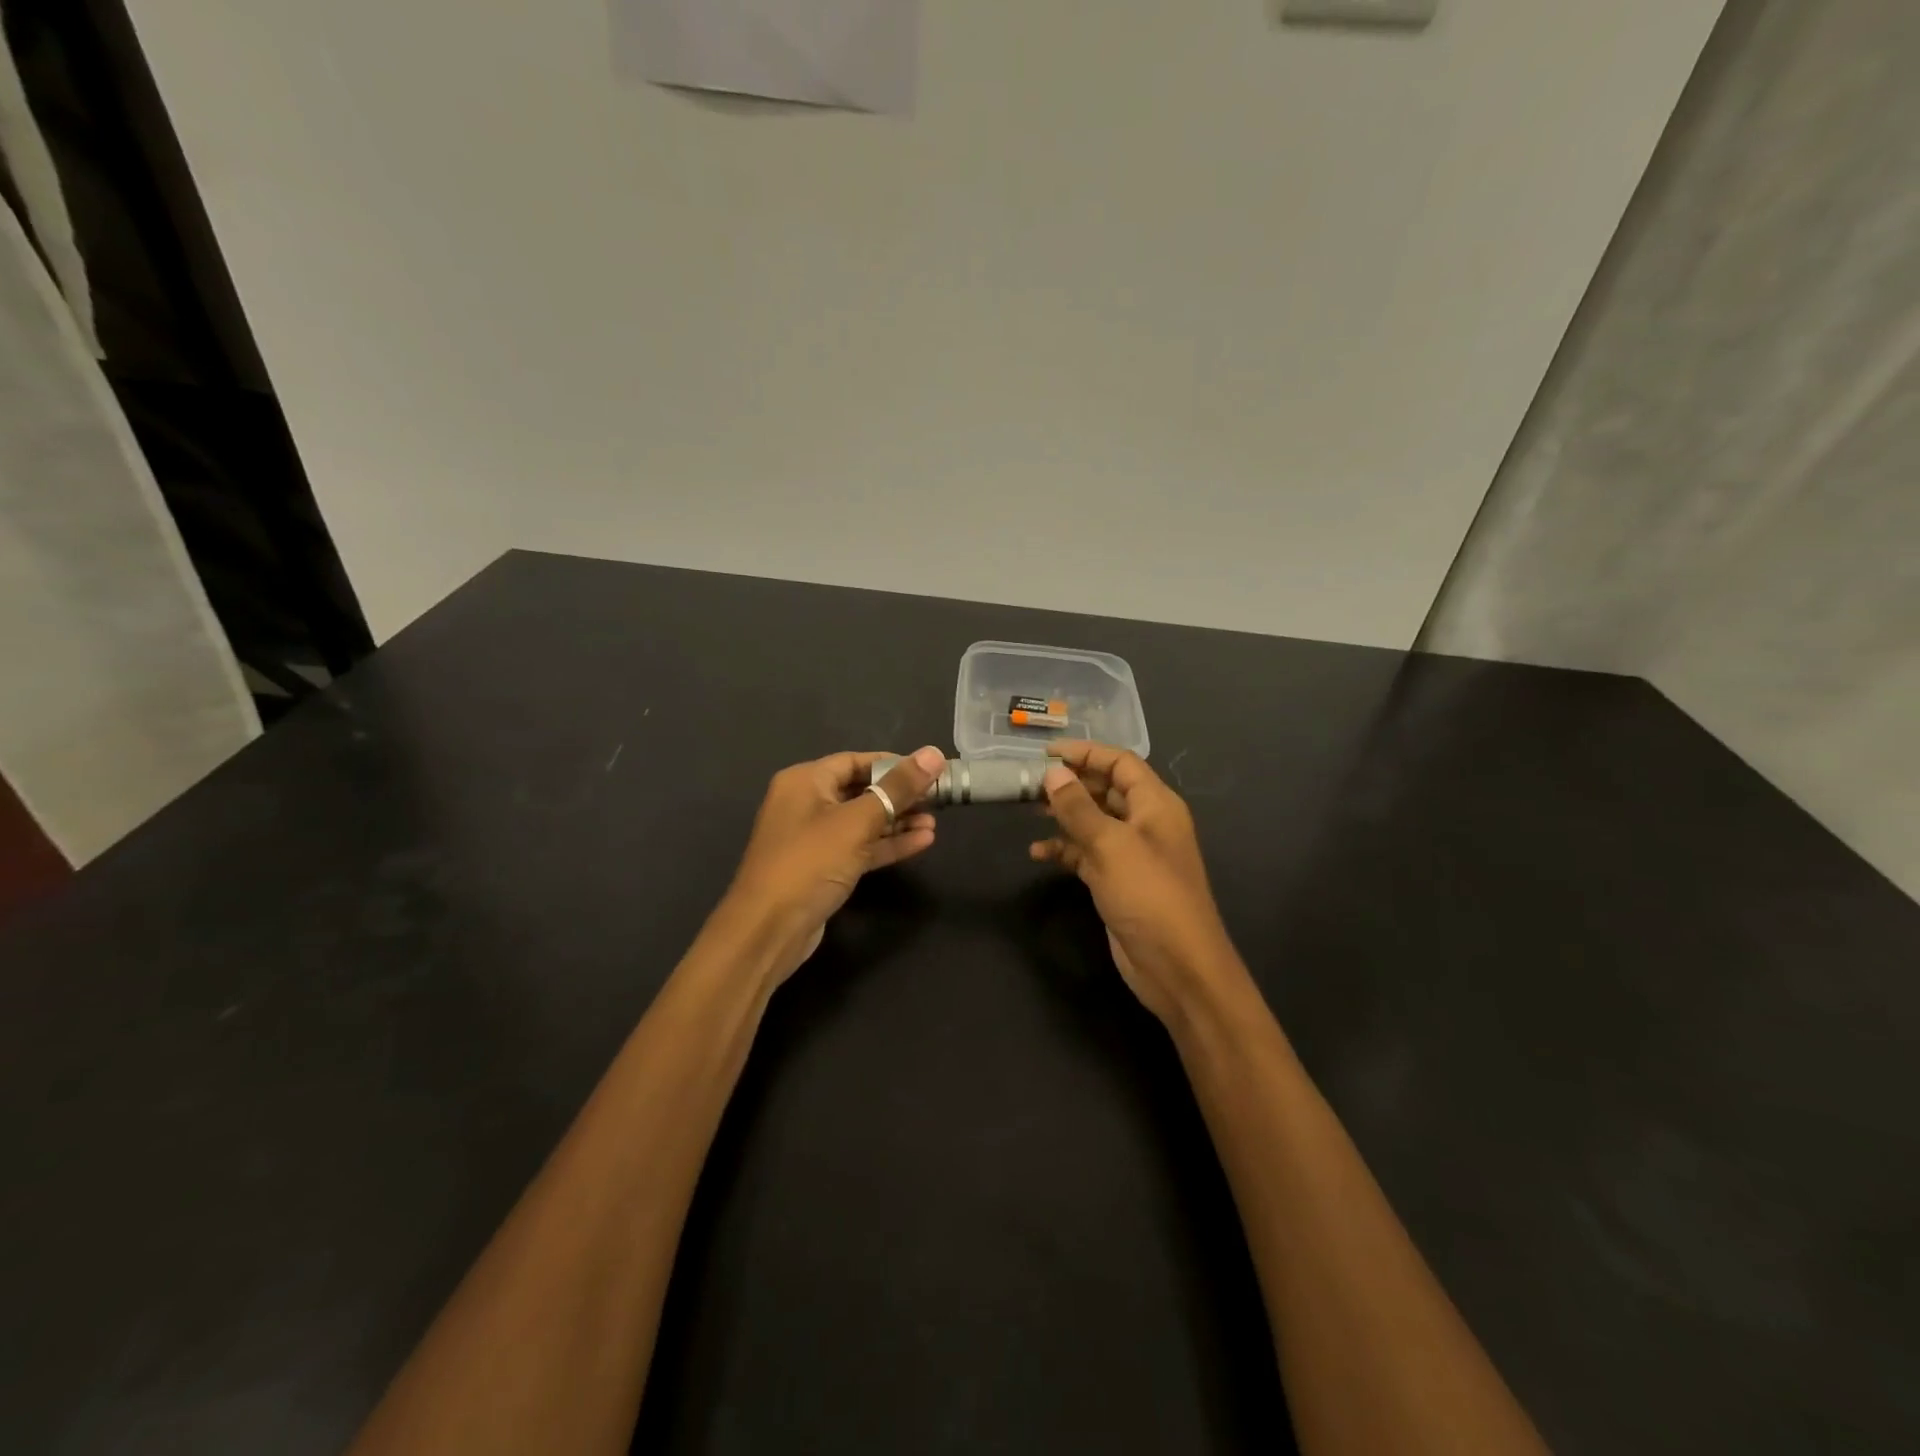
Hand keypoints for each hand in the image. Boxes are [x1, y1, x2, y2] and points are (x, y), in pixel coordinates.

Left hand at [721, 746, 946, 987]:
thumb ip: (898, 788)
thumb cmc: (809, 863)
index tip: (929, 771)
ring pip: (863, 821)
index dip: (894, 764)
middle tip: (939, 799)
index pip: (856, 760)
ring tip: (934, 823)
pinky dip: (887, 844)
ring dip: (898, 822)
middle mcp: (806, 803)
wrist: (768, 931)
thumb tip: (933, 753)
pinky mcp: (823, 868)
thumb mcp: (858, 822)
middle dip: (900, 796)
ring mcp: (814, 838)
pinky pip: (860, 847)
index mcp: (805, 781)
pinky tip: (922, 842)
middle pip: (861, 790)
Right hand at [1031, 742, 1242, 1027]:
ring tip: (1029, 811)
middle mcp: (1146, 823)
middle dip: (1070, 784)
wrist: (1177, 967)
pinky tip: (1038, 852)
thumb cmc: (1149, 894)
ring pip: (1094, 822)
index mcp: (1156, 804)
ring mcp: (1132, 854)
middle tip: (1030, 783)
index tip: (1046, 753)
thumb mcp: (1110, 845)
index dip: (1085, 753)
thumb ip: (1079, 807)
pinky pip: (1087, 854)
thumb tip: (1053, 773)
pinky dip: (1065, 850)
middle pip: (1106, 790)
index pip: (1120, 763)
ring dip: (1064, 816)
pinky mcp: (1118, 881)